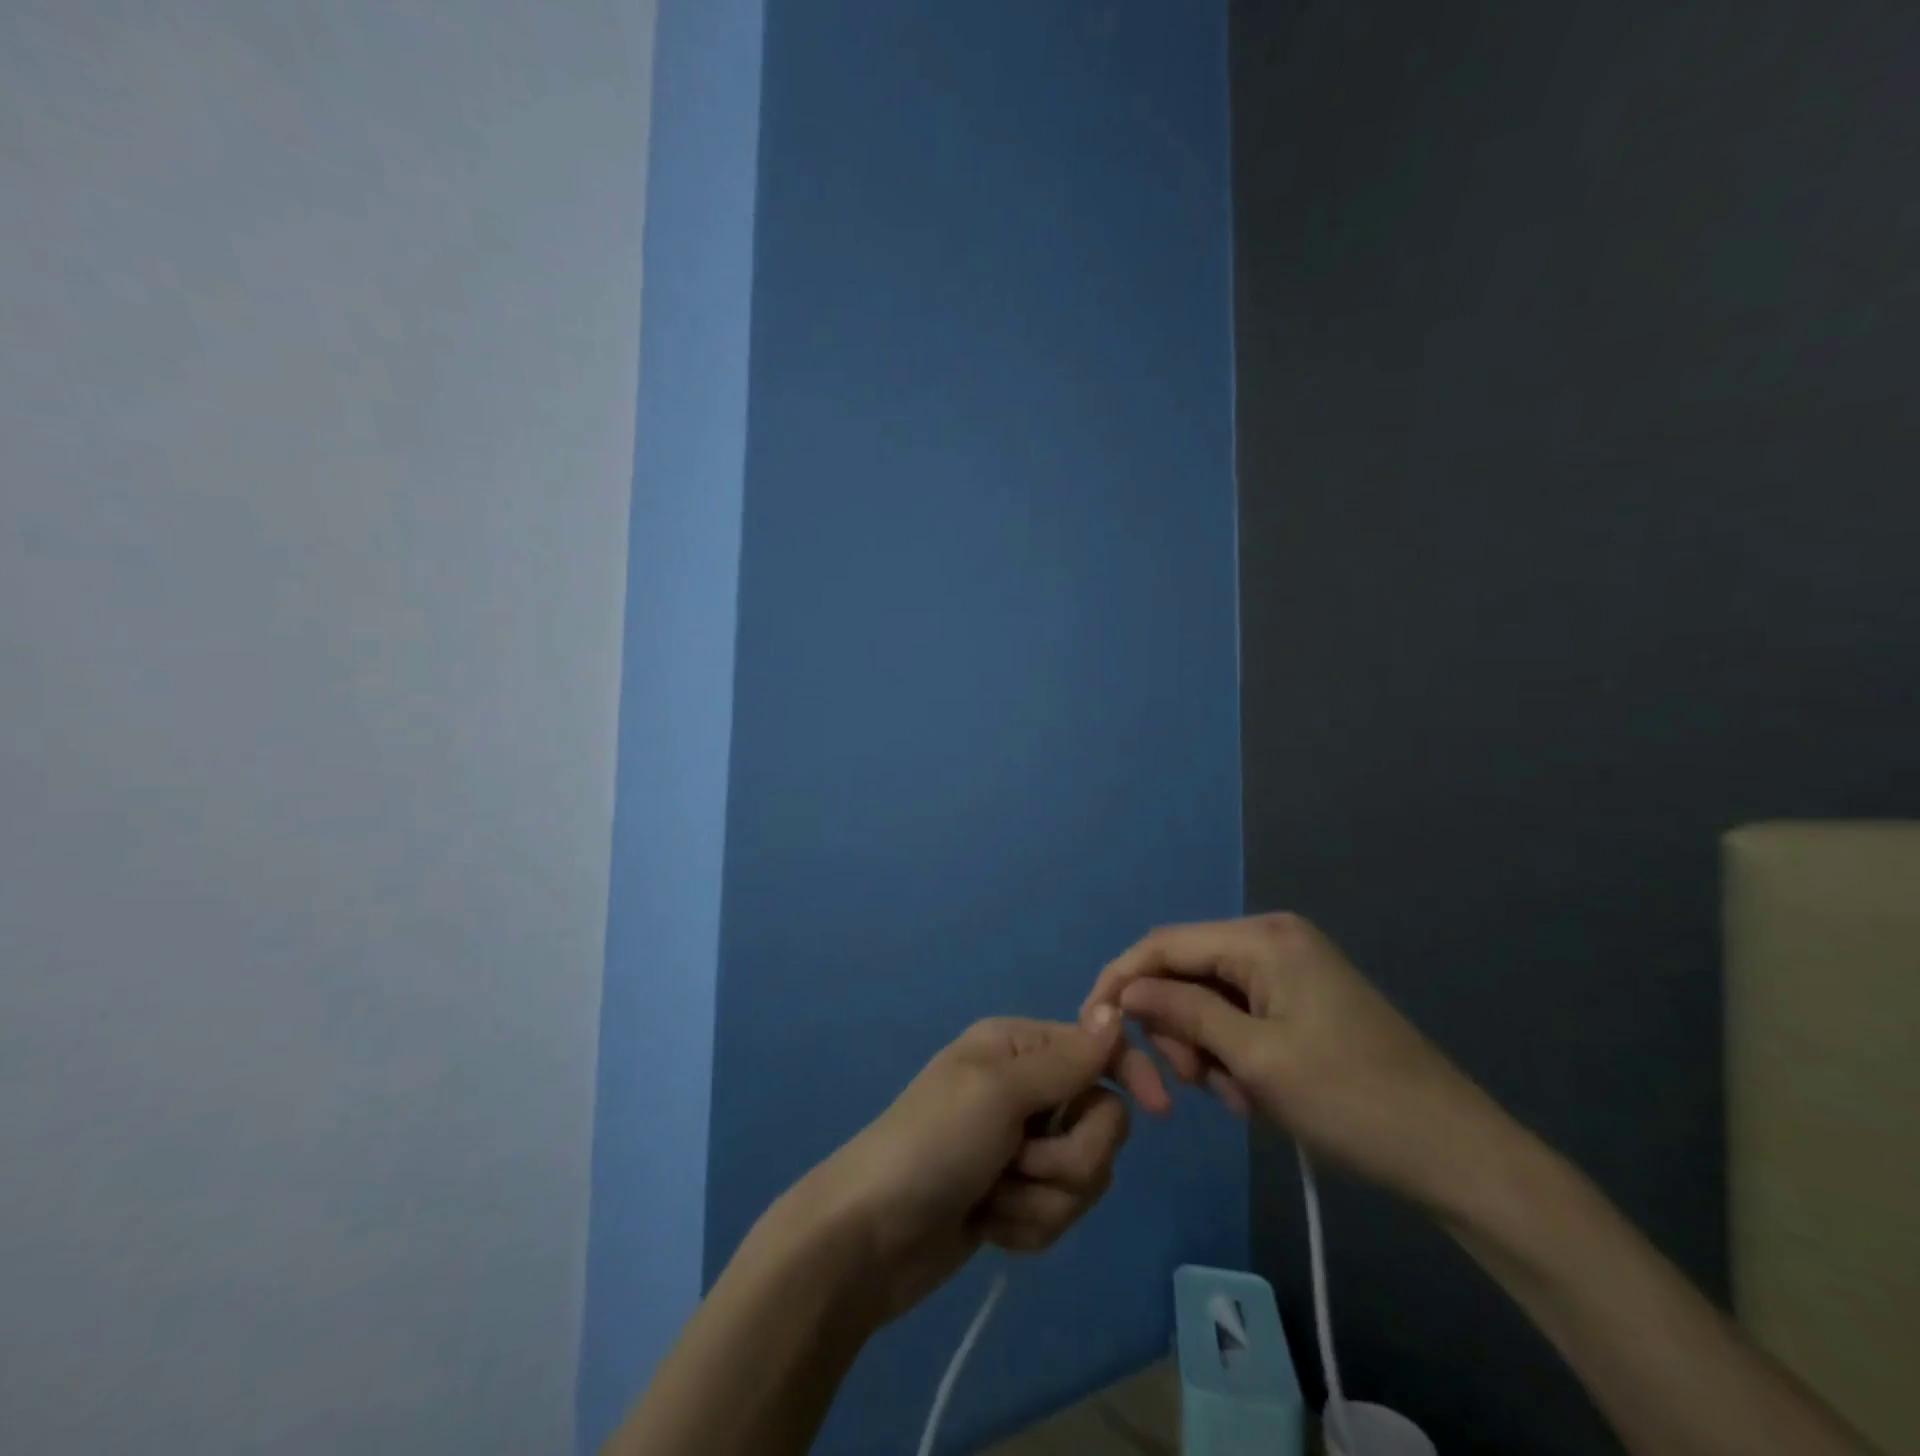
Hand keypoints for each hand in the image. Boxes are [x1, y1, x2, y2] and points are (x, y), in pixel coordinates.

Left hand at [803, 1012, 1132, 1321]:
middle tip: (1017, 1160)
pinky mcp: (1017, 1200)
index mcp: (1019, 1048)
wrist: (870, 1237)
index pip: (1100, 1049)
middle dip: (1067, 1157)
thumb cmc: (932, 1143)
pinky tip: (987, 1223)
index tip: (1160, 1109)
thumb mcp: (999, 1091)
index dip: (1131, 1074)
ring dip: (1042, 1198)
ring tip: (992, 1196)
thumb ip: (1065, 1059)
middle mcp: (1025, 1090)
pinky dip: (1027, 1225)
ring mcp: (1021, 1148)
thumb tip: (1114, 1007)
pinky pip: (1059, 1215)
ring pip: (1086, 1175)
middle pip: (1102, 1121)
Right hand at [1083, 913, 1491, 1204]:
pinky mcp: (1300, 999)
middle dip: (1172, 1026)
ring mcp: (1289, 969)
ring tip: (1231, 1098)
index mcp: (1262, 938)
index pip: (1165, 944)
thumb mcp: (1254, 1060)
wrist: (1458, 1156)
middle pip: (1186, 971)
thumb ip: (1183, 1013)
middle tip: (1182, 1087)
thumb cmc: (1352, 1102)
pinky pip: (1239, 1015)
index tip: (1092, 1025)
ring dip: (1202, 1047)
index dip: (1122, 979)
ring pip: (1208, 998)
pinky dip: (1230, 1052)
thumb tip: (1124, 989)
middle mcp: (1272, 939)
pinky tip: (1250, 1094)